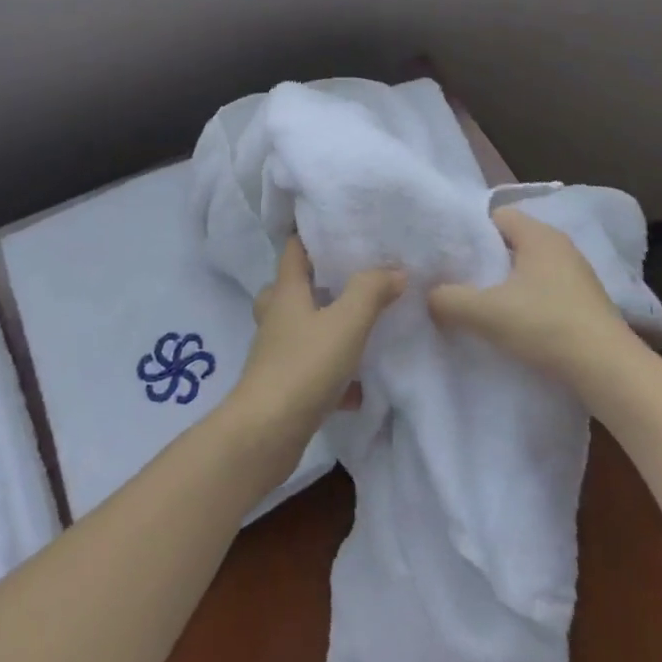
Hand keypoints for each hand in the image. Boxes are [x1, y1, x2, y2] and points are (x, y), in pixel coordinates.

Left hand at [224, 236, 404, 482]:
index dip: (312, 234)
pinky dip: (334, 375)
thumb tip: (395, 270)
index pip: (294, 249)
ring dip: (326, 327)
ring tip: (360, 325)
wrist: (265, 435)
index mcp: (286, 293)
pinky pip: (312, 371)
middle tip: (353, 277)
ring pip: (302, 330)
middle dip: (320, 281)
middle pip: (294, 288)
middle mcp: (277, 318)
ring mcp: (277, 354)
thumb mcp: (346, 322)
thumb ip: (371, 291)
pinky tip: (360, 387)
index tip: (340, 226)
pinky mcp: (284, 388)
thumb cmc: (303, 367)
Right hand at [427, 207, 631, 384]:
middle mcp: (560, 246)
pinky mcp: (587, 303)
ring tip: (483, 307)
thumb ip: (448, 299)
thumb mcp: (485, 312)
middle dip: (486, 260)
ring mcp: (578, 275)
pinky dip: (528, 302)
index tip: (451, 256)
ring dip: (507, 285)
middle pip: (511, 243)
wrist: (609, 371)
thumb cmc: (545, 325)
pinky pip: (546, 291)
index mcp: (538, 234)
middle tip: (459, 282)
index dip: (471, 233)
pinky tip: (515, 326)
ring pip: (529, 269)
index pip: (496, 216)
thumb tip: (430, 295)